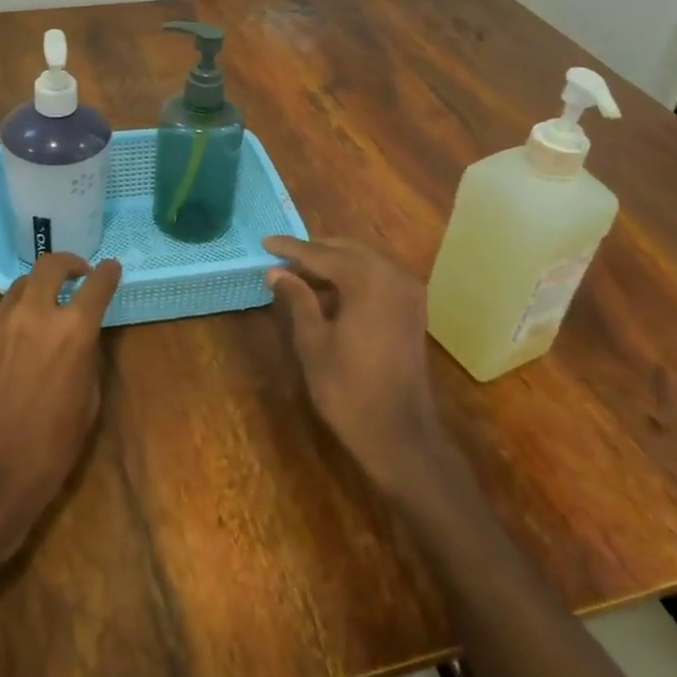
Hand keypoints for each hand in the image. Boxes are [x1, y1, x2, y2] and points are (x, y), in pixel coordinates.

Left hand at [0, 253, 121, 568]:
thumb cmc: (48, 452)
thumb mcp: (87, 405)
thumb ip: (86, 358)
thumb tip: (81, 339)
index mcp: (71, 331)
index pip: (96, 285)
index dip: (108, 273)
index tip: (111, 268)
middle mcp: (31, 317)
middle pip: (48, 265)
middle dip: (67, 264)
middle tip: (75, 276)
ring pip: (17, 291)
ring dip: (35, 295)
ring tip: (41, 317)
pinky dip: (9, 328)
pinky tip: (9, 359)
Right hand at [264, 236, 446, 491]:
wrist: (399, 434)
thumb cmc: (348, 389)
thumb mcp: (313, 342)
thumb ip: (297, 299)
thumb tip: (276, 272)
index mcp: (368, 280)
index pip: (321, 254)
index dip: (290, 249)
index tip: (265, 243)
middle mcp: (393, 275)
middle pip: (346, 250)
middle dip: (313, 251)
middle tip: (280, 257)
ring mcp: (408, 291)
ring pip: (364, 261)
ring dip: (333, 263)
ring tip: (298, 273)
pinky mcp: (412, 308)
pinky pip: (377, 278)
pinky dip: (352, 277)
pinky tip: (328, 291)